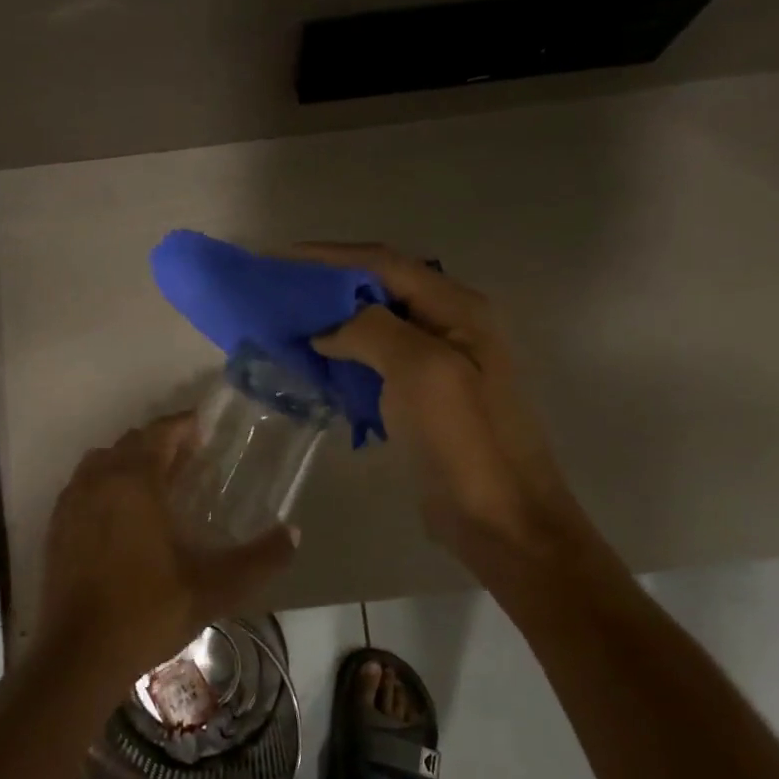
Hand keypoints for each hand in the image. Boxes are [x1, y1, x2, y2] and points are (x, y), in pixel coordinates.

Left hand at [38, 414, 296, 689]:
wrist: (79, 655)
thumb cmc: (148, 612)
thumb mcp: (214, 588)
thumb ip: (259, 559)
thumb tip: (293, 533)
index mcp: (135, 482)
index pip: (160, 433)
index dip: (183, 425)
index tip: (204, 428)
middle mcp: (99, 480)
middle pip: (131, 442)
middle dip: (160, 442)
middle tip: (190, 457)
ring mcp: (71, 502)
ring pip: (102, 461)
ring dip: (130, 460)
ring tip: (157, 481)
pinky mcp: (56, 526)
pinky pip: (83, 485)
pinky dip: (105, 483)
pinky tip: (122, 513)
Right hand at [299, 242, 578, 556]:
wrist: (501, 521)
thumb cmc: (465, 442)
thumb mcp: (422, 372)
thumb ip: (372, 331)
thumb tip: (326, 329)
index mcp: (457, 309)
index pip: (385, 263)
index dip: (330, 257)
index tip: (278, 259)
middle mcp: (449, 326)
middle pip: (378, 290)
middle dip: (326, 287)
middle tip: (276, 293)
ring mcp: (437, 364)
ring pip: (373, 327)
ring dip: (330, 324)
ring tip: (284, 326)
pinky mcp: (421, 398)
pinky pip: (374, 364)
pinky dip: (341, 359)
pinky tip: (311, 366)